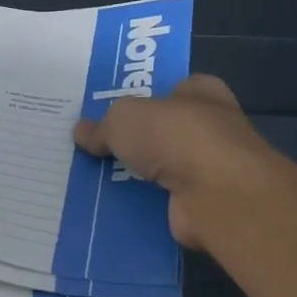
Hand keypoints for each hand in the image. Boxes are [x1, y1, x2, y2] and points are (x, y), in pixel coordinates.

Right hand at [72, 75, 271, 249]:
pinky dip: (140, 205)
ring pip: (162, 169)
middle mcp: (211, 128)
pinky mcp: (202, 204)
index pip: (172, 89)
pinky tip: (109, 207)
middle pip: (164, 131)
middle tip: (94, 147)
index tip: (112, 111)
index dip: (144, 98)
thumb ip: (102, 126)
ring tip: (92, 180)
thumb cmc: (175, 136)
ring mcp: (210, 169)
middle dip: (135, 140)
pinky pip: (161, 201)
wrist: (216, 194)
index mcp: (201, 93)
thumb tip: (80, 132)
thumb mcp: (123, 119)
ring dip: (135, 176)